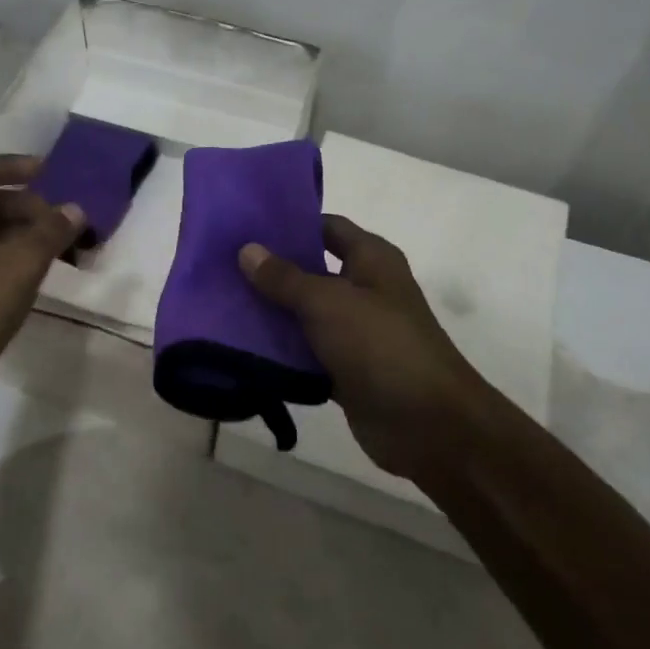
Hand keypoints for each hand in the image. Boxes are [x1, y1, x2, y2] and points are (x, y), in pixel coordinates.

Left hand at [0, 153, 83, 433]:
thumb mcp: (19, 264)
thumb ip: (50, 231)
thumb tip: (75, 210)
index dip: (14, 166)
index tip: (50, 172)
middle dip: (22, 206)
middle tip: (58, 220)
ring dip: (15, 233)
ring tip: (52, 247)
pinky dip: (0, 257)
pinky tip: (29, 275)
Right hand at [239, 216, 486, 480]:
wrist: (427, 424)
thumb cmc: (381, 345)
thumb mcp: (327, 302)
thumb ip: (285, 277)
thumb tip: (247, 249)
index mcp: (371, 259)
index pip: (326, 227)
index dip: (290, 223)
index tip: (245, 225)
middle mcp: (365, 289)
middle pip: (312, 270)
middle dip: (271, 270)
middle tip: (223, 264)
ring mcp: (356, 331)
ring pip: (306, 313)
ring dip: (272, 312)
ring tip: (222, 302)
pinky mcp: (346, 369)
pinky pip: (307, 352)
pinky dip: (282, 351)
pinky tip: (242, 346)